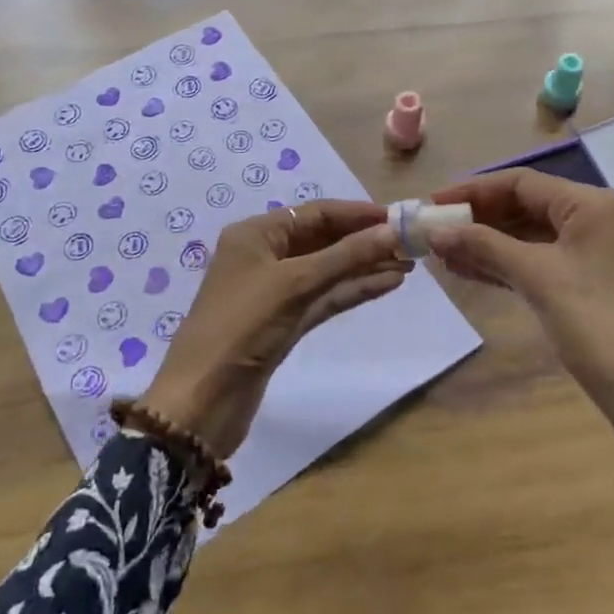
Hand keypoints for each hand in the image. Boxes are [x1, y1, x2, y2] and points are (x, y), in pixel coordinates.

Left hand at [138, 201, 409, 457]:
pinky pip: (325, 297)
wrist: (202, 400)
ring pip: (328, 270)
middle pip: (323, 239)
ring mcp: (275, 291)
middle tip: (410, 242)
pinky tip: (387, 284)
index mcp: (256, 234)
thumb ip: (346, 256)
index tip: (399, 217)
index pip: (315, 213)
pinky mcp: (284, 323)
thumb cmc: (243, 326)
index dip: (357, 214)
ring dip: (364, 266)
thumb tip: (394, 229)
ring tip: (408, 263)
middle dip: (364, 240)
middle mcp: (264, 256)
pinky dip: (353, 290)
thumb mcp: (296, 283)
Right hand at [427, 169, 613, 476]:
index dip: (473, 190)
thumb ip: (483, 245)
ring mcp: (595, 253)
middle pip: (525, 206)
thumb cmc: (595, 322)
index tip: (432, 202)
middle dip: (478, 218)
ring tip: (442, 252)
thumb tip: (434, 229)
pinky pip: (540, 261)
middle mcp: (596, 219)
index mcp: (591, 204)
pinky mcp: (590, 283)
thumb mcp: (536, 276)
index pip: (521, 182)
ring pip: (530, 236)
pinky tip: (470, 270)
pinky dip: (506, 263)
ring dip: (487, 242)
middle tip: (434, 230)